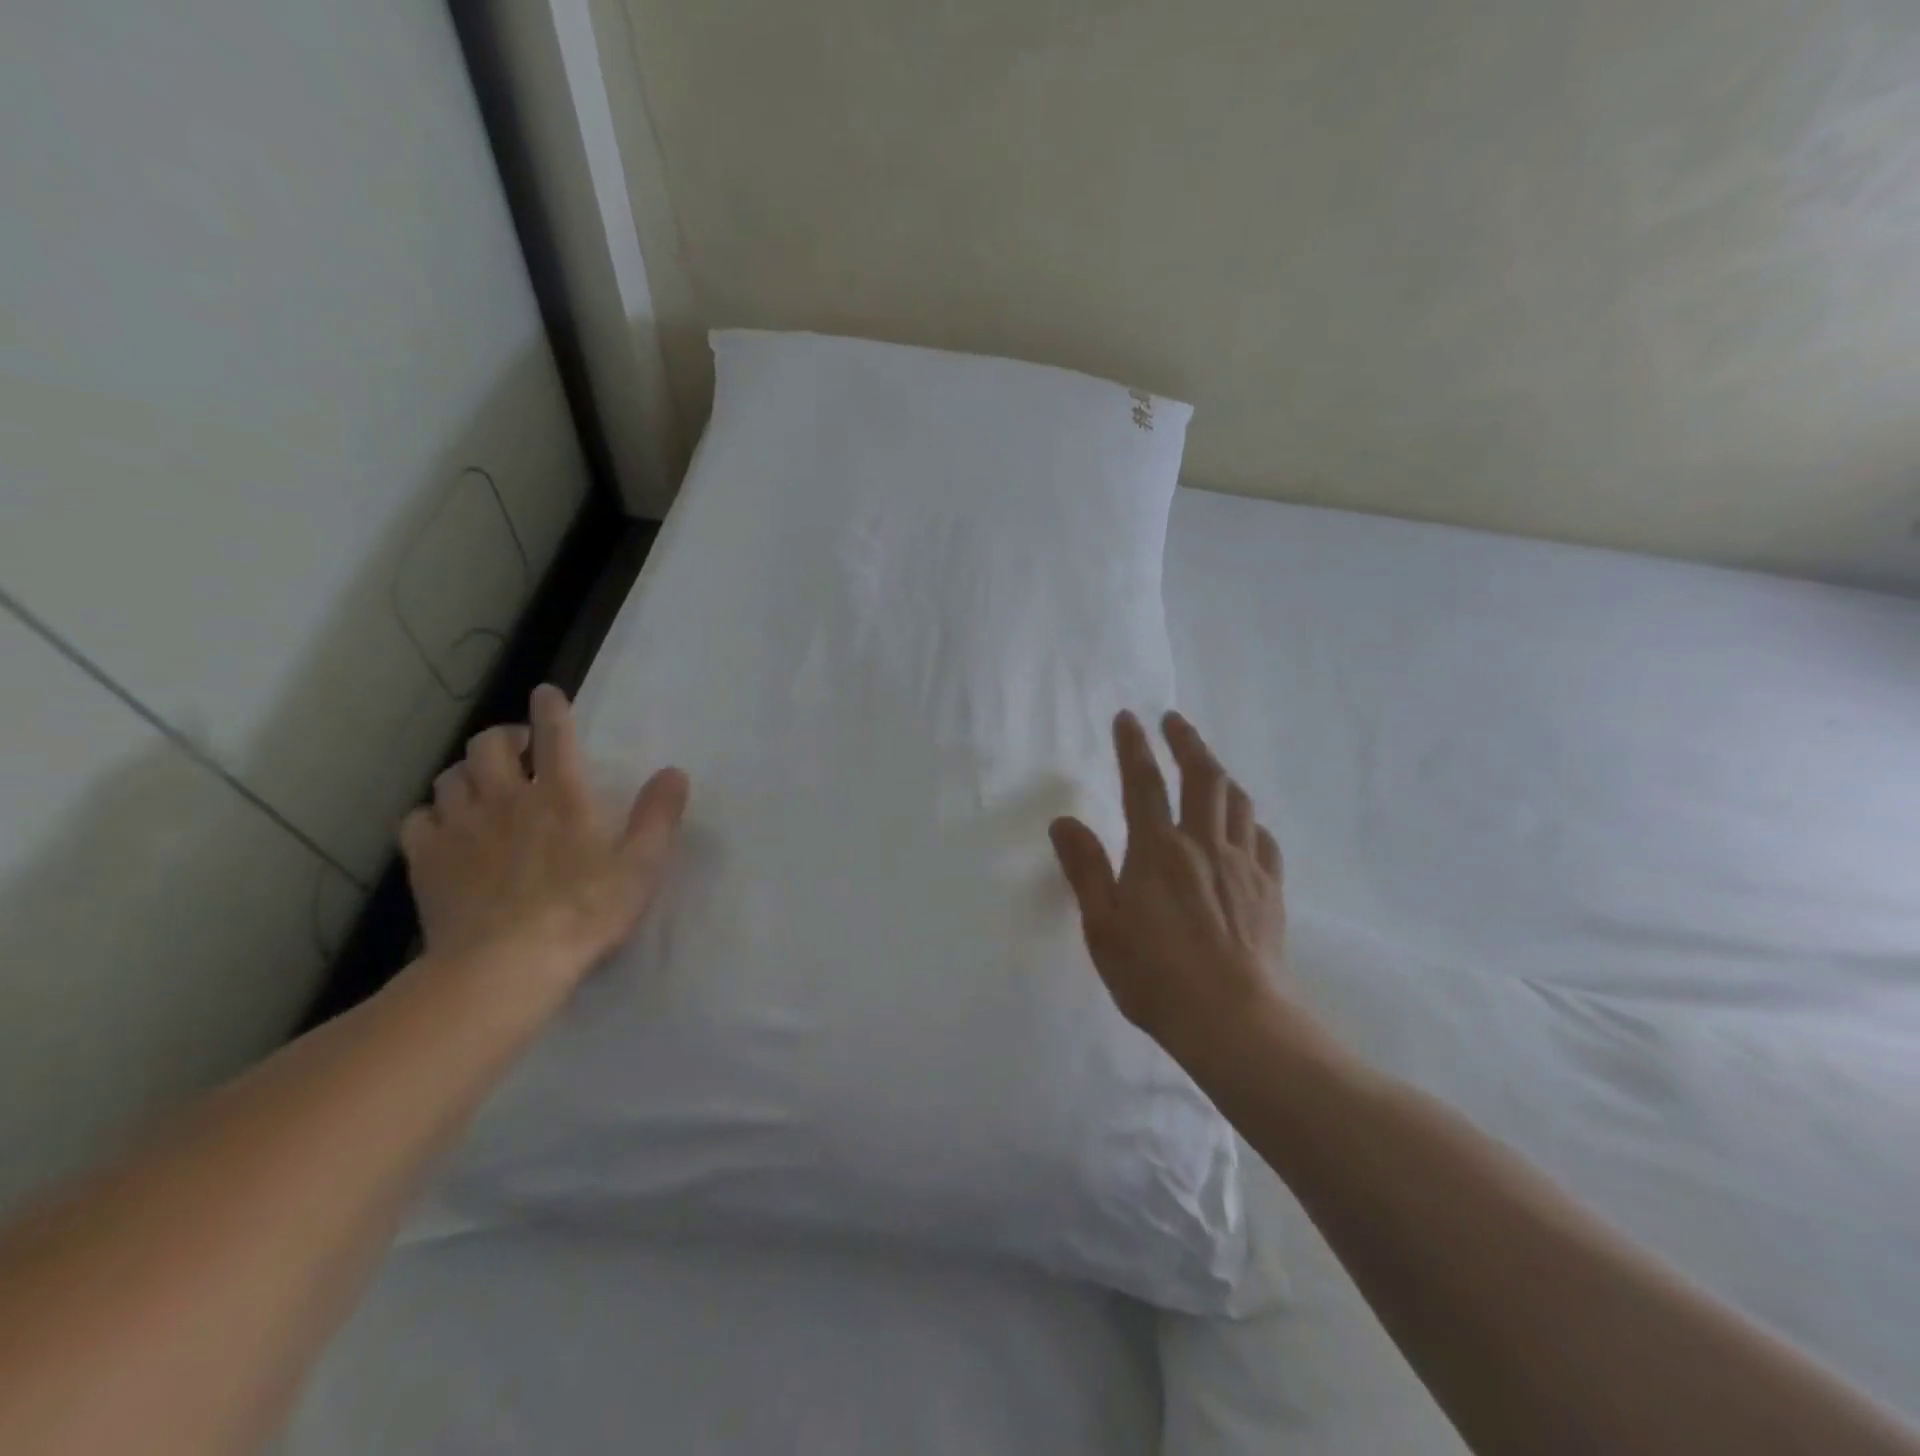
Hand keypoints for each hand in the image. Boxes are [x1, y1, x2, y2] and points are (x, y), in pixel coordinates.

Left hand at [400, 684, 689, 988]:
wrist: (506, 965)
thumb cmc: (585, 912)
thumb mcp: (641, 866)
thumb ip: (658, 816)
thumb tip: (674, 772)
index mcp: (561, 795)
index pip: (554, 734)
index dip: (551, 708)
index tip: (547, 694)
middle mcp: (506, 798)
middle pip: (489, 744)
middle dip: (504, 737)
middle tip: (519, 750)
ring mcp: (461, 827)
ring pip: (451, 776)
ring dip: (468, 772)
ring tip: (482, 786)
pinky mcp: (428, 859)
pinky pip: (419, 818)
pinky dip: (433, 814)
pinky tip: (447, 829)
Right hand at [1049, 711, 1288, 1069]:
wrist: (1234, 1020)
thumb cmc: (1155, 975)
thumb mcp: (1103, 926)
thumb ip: (1085, 869)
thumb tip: (1064, 821)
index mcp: (1158, 849)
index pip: (1143, 783)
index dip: (1134, 746)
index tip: (1128, 717)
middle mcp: (1203, 844)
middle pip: (1201, 777)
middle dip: (1187, 741)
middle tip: (1174, 721)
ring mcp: (1243, 865)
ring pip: (1237, 801)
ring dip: (1220, 772)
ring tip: (1207, 763)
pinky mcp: (1269, 889)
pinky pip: (1262, 839)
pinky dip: (1249, 820)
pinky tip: (1243, 825)